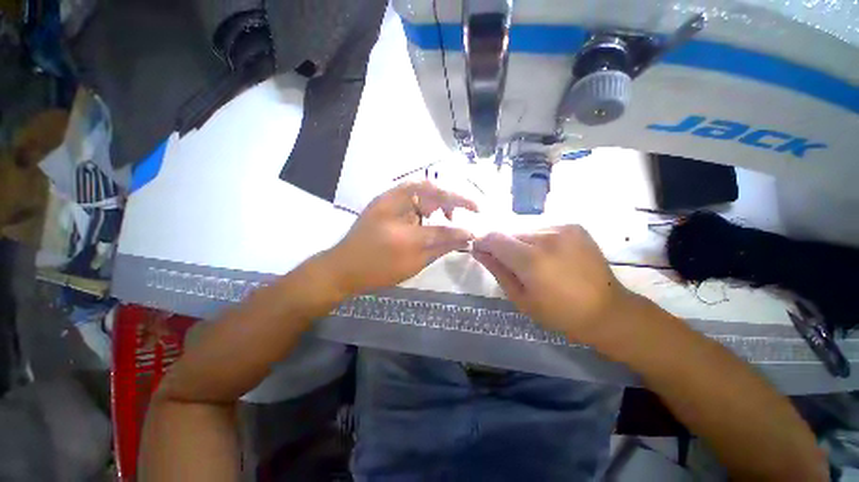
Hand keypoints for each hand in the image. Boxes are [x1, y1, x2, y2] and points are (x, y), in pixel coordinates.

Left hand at [327, 181, 477, 294]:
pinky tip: (429, 214)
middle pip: (428, 186)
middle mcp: (393, 200)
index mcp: (400, 218)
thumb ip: (442, 245)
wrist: (342, 268)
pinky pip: (410, 193)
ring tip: (447, 214)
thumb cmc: (378, 268)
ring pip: (419, 188)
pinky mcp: (383, 202)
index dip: (460, 212)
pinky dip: (425, 201)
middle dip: (449, 196)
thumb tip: (467, 235)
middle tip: (460, 212)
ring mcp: (386, 199)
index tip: (478, 211)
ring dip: (437, 198)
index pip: (438, 210)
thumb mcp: (414, 261)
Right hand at [473, 225, 638, 344]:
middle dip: (503, 246)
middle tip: (510, 264)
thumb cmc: (559, 313)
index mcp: (532, 260)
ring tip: (532, 262)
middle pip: (509, 233)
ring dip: (520, 243)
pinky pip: (542, 229)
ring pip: (525, 230)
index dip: (482, 242)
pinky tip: (548, 256)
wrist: (607, 311)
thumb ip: (497, 270)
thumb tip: (478, 250)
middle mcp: (547, 237)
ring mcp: (563, 228)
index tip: (480, 251)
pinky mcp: (574, 226)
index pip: (494, 238)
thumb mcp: (520, 298)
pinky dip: (537, 240)